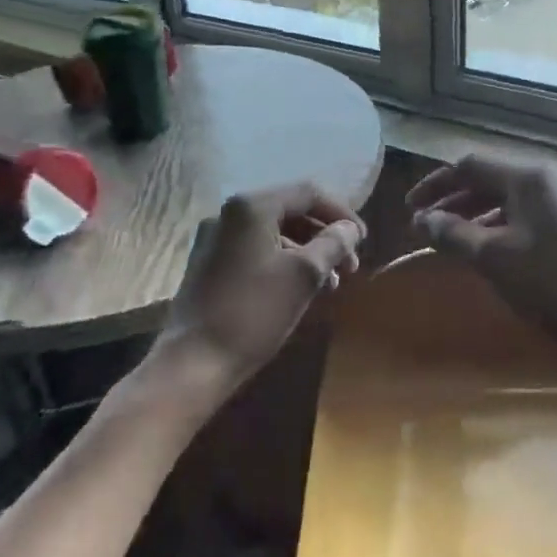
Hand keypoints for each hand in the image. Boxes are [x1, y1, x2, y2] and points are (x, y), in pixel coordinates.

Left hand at [160, 183, 364, 389]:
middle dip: (325, 235)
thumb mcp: (304, 275)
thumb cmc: (254, 312)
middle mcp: (229, 213)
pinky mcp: (209, 264)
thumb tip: (350, 229)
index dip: (341, 214)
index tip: (363, 241)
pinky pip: (256, 250)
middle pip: (290, 211)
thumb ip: (333, 244)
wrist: (193, 362)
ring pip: (274, 233)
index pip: (308, 193)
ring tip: (330, 284)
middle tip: (349, 266)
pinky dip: (284, 262)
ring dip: (307, 252)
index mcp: (251, 206)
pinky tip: (299, 290)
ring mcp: (215, 239)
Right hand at [406, 155, 556, 367]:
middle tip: (425, 226)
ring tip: (451, 240)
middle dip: (453, 201)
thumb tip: (422, 219)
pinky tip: (489, 253)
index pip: (470, 165)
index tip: (410, 208)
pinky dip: (498, 228)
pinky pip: (525, 217)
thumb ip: (453, 234)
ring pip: (507, 200)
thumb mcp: (494, 258)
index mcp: (528, 178)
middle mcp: (548, 181)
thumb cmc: (554, 283)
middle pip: (489, 179)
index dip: (435, 184)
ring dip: (474, 216)